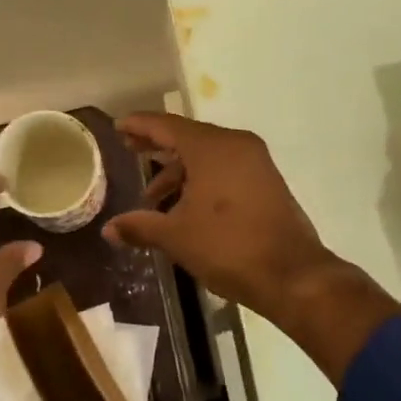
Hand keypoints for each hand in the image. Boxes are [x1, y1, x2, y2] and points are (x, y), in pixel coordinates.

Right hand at [102, 113, 400, 383]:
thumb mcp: (176, 237)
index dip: (140, 125)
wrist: (292, 275)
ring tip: (153, 199)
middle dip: (158, 146)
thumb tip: (108, 230)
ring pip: (208, 156)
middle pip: (188, 137)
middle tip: (130, 150)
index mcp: (212, 148)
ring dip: (179, 172)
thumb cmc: (228, 248)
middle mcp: (236, 145)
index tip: (118, 126)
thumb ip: (140, 226)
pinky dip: (201, 180)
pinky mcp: (267, 182)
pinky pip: (225, 170)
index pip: (167, 126)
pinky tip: (184, 207)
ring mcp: (256, 163)